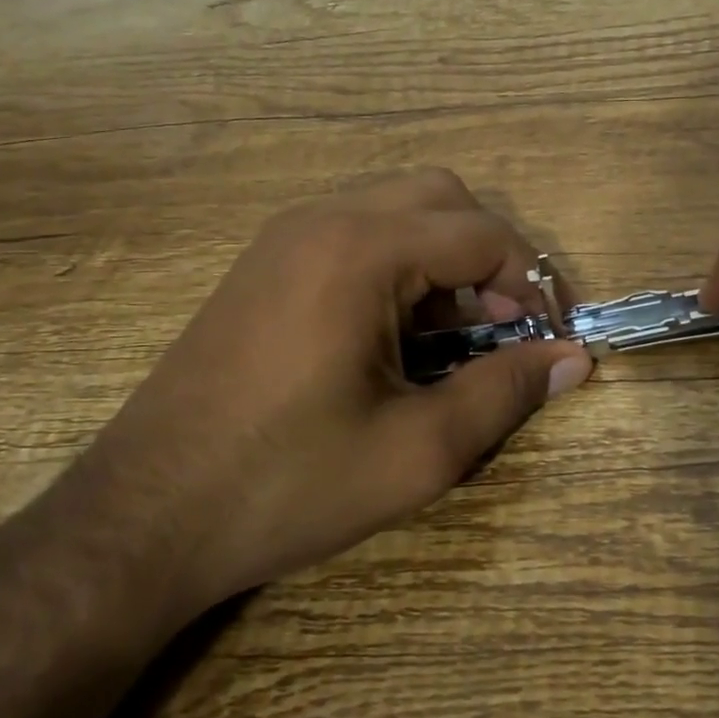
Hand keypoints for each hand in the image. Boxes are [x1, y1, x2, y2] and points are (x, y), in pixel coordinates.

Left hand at [68, 170, 591, 629]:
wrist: (142, 518)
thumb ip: (506, 392)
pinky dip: (400, 267)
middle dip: (491, 256)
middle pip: (444, 199)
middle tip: (504, 329)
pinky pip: (357, 234)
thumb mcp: (418, 451)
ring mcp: (285, 237)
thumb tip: (576, 360)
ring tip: (455, 339)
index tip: (550, 341)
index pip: (484, 234)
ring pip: (399, 211)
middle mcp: (323, 219)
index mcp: (361, 250)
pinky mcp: (265, 264)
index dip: (533, 284)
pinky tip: (397, 337)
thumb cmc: (287, 485)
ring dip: (445, 260)